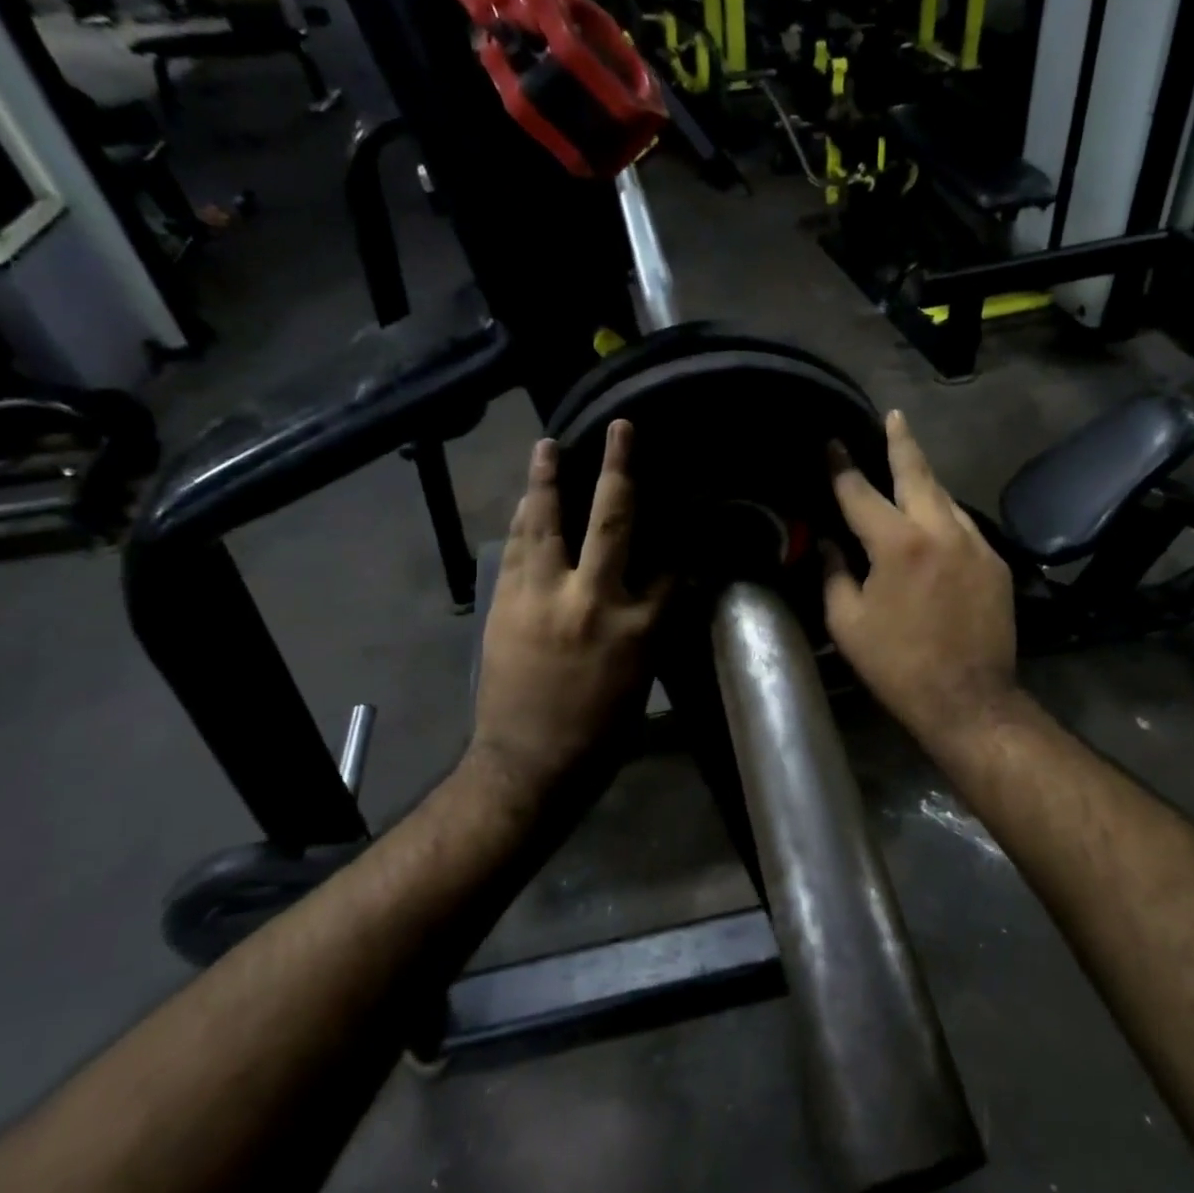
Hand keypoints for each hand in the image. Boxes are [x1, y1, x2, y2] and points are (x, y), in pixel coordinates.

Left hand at [469, 421, 668, 804]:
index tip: (687, 516)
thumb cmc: (599, 731)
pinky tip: (525, 501)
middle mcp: (592, 599)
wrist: (530, 763)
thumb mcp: (643, 678)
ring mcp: (543, 597)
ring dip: (547, 480)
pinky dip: (522, 521)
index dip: (681, 542)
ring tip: (547, 446)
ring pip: (546, 523)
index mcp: (638, 625)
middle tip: (620, 429)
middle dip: (619, 469)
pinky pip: (515, 549)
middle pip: (611, 520)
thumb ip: (652, 625)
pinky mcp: (506, 604)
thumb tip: (664, 587)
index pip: (670, 567)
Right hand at [824, 410, 1018, 749]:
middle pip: (917, 473)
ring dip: (924, 480)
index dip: (842, 466)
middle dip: (902, 441)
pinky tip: (934, 523)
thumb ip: (835, 573)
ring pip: (945, 497)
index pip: (861, 492)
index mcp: (897, 544)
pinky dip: (943, 516)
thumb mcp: (848, 623)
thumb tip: (830, 543)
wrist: (969, 700)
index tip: (831, 443)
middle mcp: (940, 531)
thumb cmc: (898, 666)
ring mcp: (975, 544)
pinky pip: (963, 526)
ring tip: (909, 467)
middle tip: (894, 415)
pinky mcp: (996, 564)